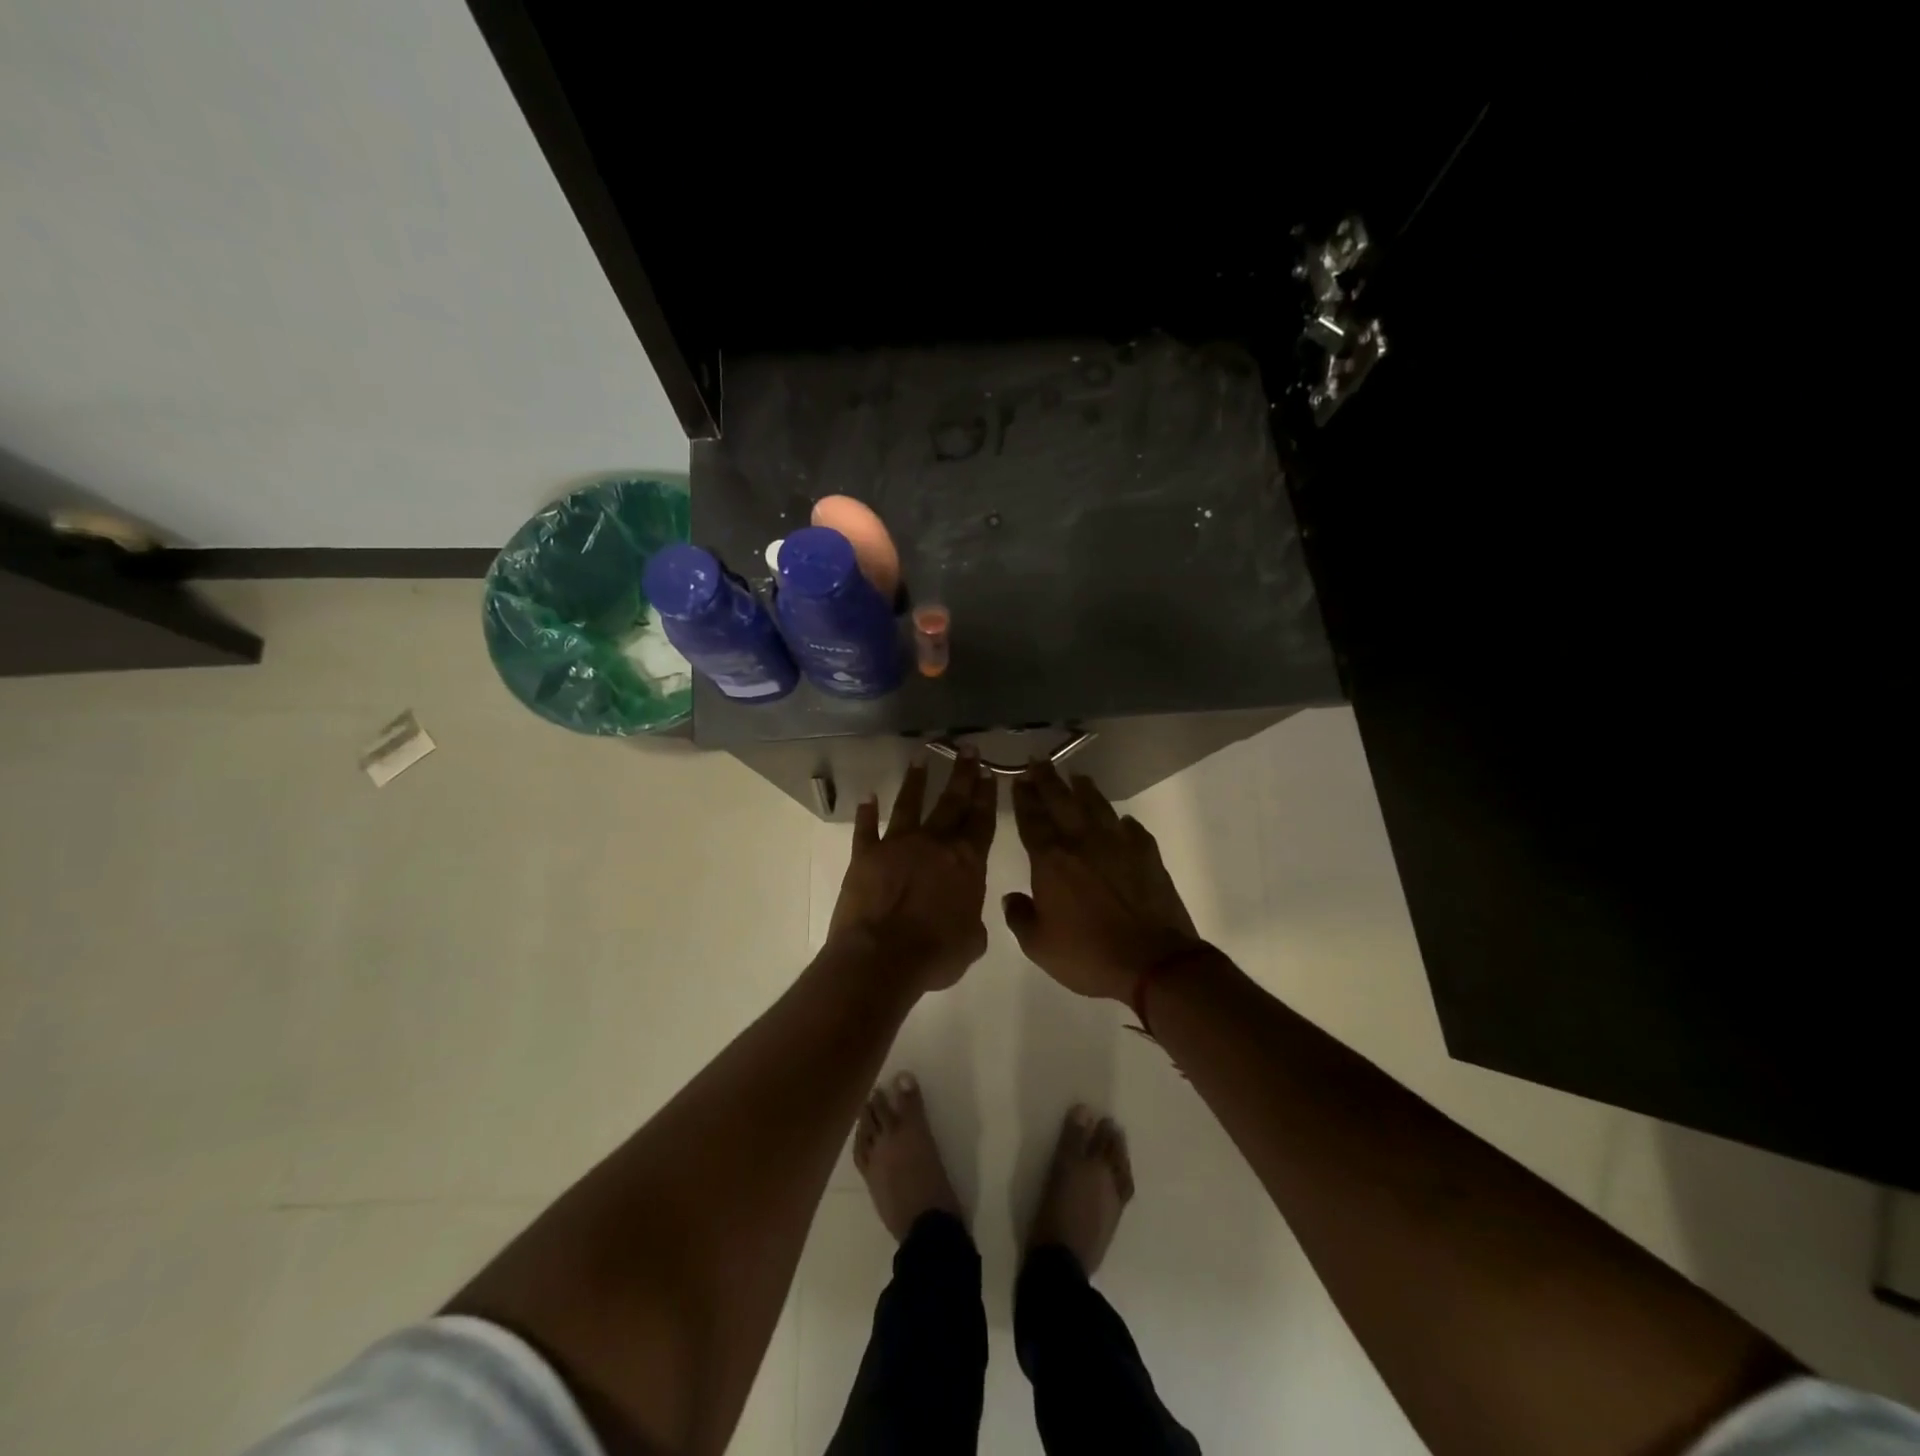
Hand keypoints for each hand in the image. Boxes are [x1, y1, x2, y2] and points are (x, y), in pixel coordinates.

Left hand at [827, 751, 996, 990]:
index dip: (987, 795)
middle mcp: (934, 843)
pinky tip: (867, 797)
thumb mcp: (972, 941)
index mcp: (967, 861)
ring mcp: (898, 845)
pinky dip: (866, 813)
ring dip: (916, 781)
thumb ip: (972, 917)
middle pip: (952, 802)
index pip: (981, 820)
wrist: (882, 959)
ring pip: (910, 804)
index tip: (989, 772)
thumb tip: (966, 911)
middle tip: (968, 749)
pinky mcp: (865, 855)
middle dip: (962, 774)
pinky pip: (866, 829)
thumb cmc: (935, 954)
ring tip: (921, 758)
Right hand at [1004, 761, 1203, 1001]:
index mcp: (1051, 860)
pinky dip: (1121, 822)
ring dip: (1084, 789)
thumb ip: (1020, 917)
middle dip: (1047, 779)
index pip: (1032, 819)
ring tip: (1076, 776)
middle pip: (1061, 801)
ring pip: (1097, 806)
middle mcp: (1082, 842)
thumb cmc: (1088, 954)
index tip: (1018, 779)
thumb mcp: (1039, 946)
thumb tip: (1012, 897)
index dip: (1023, 797)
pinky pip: (1131, 829)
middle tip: (1038, 760)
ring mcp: (1118, 844)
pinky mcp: (1147, 855)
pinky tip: (1120, 820)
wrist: (1153, 961)